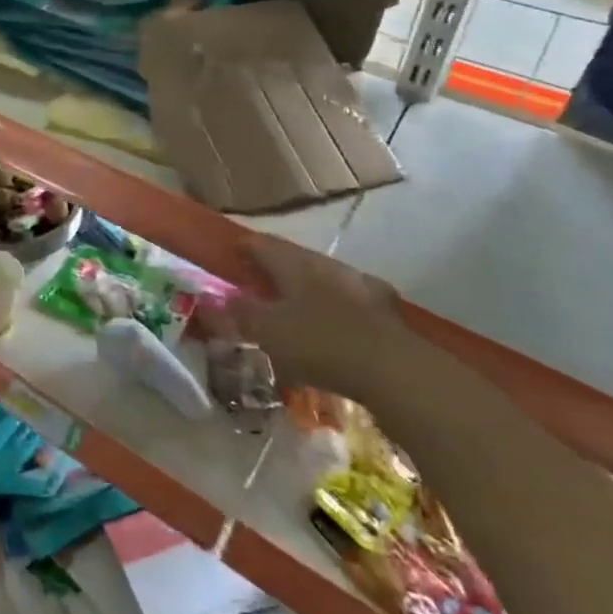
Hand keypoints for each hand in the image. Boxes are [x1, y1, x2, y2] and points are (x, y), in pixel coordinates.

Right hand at [227, 235, 414, 403]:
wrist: (395, 369)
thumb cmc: (320, 343)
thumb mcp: (268, 331)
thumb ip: (240, 313)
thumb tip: (216, 298)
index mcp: (294, 264)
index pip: (262, 244)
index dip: (244, 247)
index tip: (231, 252)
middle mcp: (326, 266)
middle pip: (294, 259)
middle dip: (275, 267)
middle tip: (257, 280)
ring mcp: (359, 285)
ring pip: (323, 278)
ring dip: (306, 287)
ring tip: (293, 304)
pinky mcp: (384, 311)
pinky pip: (348, 303)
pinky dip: (333, 309)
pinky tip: (332, 325)